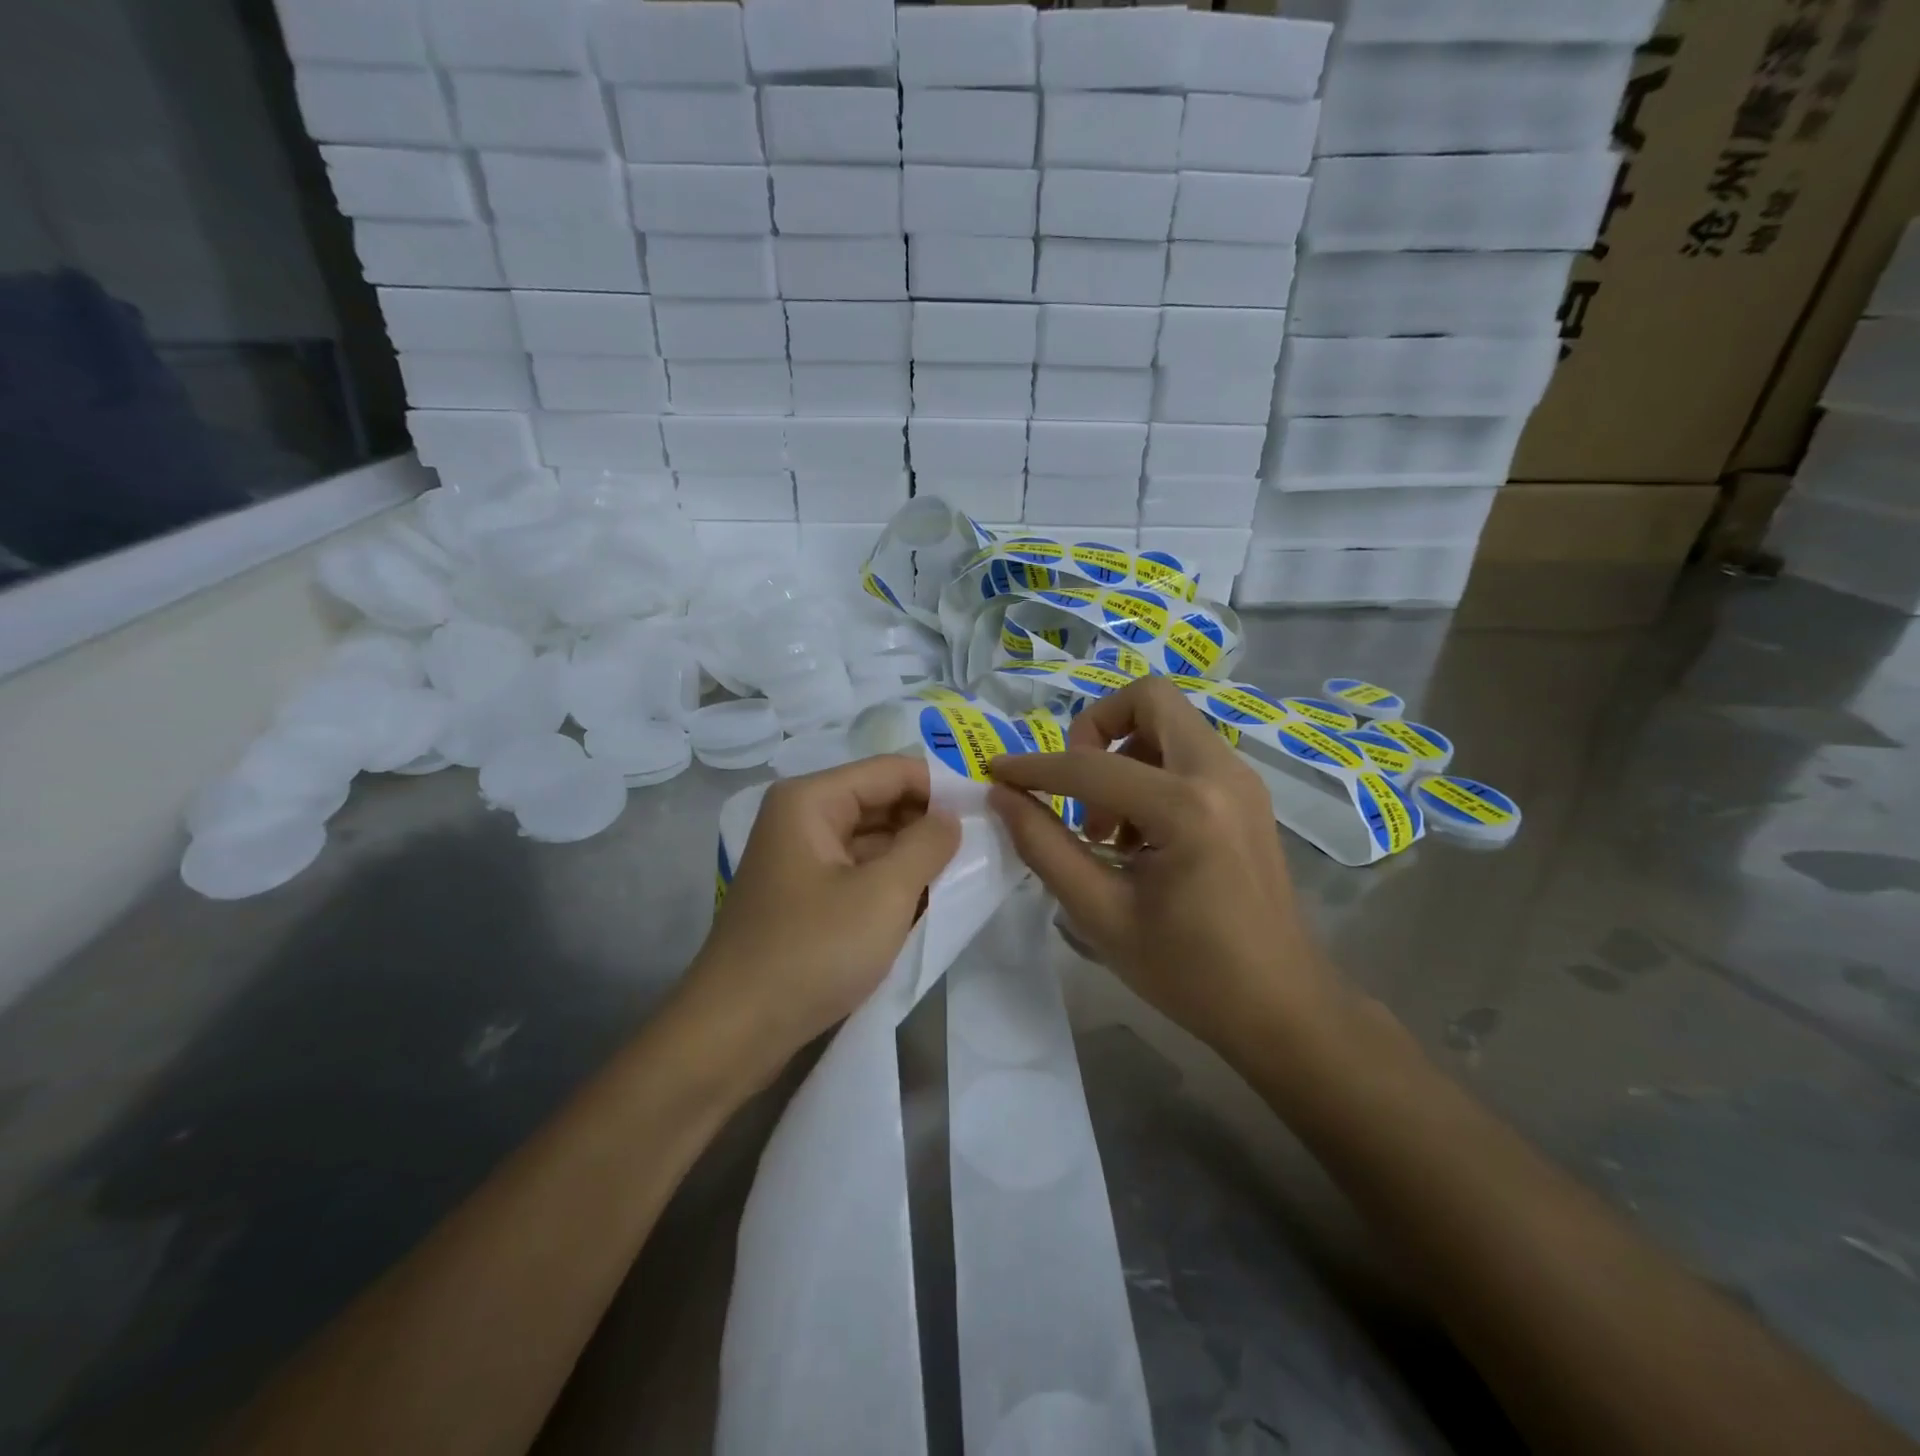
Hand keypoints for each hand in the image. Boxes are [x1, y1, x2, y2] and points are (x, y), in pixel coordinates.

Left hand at [682, 756, 960, 1084]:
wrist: (732, 1033)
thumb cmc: (811, 952)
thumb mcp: (884, 894)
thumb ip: (928, 844)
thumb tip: (953, 817)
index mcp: (812, 800)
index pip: (892, 771)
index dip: (943, 785)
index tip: (990, 811)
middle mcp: (802, 817)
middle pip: (881, 802)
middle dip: (930, 823)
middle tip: (985, 845)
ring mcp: (801, 859)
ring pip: (873, 840)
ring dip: (915, 856)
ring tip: (967, 873)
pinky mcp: (805, 896)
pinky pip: (859, 872)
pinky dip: (892, 882)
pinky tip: (929, 901)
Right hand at [988, 677, 1337, 1062]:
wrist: (1281, 1007)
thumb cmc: (1189, 972)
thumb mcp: (1100, 914)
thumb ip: (1044, 846)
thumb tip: (1002, 796)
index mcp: (1187, 807)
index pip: (1090, 765)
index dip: (1033, 768)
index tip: (996, 774)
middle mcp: (1221, 774)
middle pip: (1149, 699)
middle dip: (1095, 730)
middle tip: (1075, 788)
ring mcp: (1241, 780)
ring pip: (1169, 723)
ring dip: (1123, 755)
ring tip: (1106, 828)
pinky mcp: (1247, 794)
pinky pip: (1187, 752)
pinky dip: (1150, 772)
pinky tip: (1138, 837)